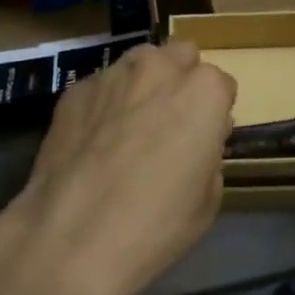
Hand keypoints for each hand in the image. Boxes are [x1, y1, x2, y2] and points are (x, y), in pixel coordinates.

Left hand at [1, 41, 235, 294]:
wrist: (72, 237)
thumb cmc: (155, 224)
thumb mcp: (208, 199)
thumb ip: (209, 151)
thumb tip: (197, 137)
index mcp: (203, 90)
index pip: (221, 86)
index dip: (213, 113)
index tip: (203, 139)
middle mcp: (160, 67)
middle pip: (181, 57)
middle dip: (180, 80)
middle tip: (169, 123)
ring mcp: (113, 73)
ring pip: (139, 63)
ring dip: (142, 84)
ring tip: (128, 128)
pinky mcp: (76, 89)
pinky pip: (101, 87)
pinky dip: (103, 104)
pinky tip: (92, 142)